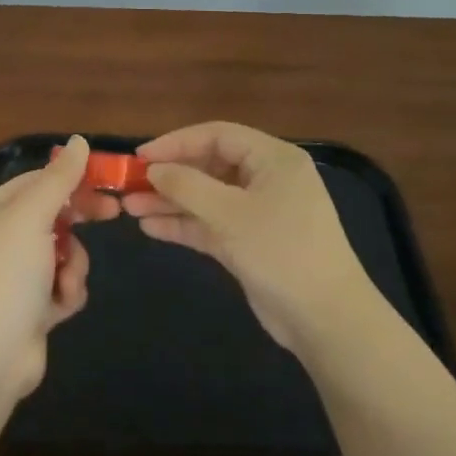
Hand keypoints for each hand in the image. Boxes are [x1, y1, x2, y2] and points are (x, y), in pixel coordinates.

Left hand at [0, 135, 108, 403]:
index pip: (39, 180)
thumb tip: (80, 141)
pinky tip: (58, 309)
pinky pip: (65, 285)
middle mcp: (5, 238)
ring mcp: (19, 274)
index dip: (73, 177)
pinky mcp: (34, 306)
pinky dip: (67, 293)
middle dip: (80, 220)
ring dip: (74, 265)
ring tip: (64, 282)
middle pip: (56, 214)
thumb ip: (59, 179)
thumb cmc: (6, 276)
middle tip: (113, 215)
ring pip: (67, 252)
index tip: (107, 179)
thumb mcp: (32, 217)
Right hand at [122, 121, 374, 355]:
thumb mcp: (230, 214)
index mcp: (273, 159)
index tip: (140, 156)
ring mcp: (258, 212)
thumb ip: (187, 186)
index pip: (218, 135)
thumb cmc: (281, 251)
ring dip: (170, 201)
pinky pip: (210, 224)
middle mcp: (266, 179)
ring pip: (206, 197)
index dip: (177, 142)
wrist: (326, 319)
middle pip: (209, 165)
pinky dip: (184, 224)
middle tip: (129, 183)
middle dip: (170, 175)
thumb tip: (153, 169)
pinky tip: (150, 227)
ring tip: (129, 208)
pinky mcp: (249, 243)